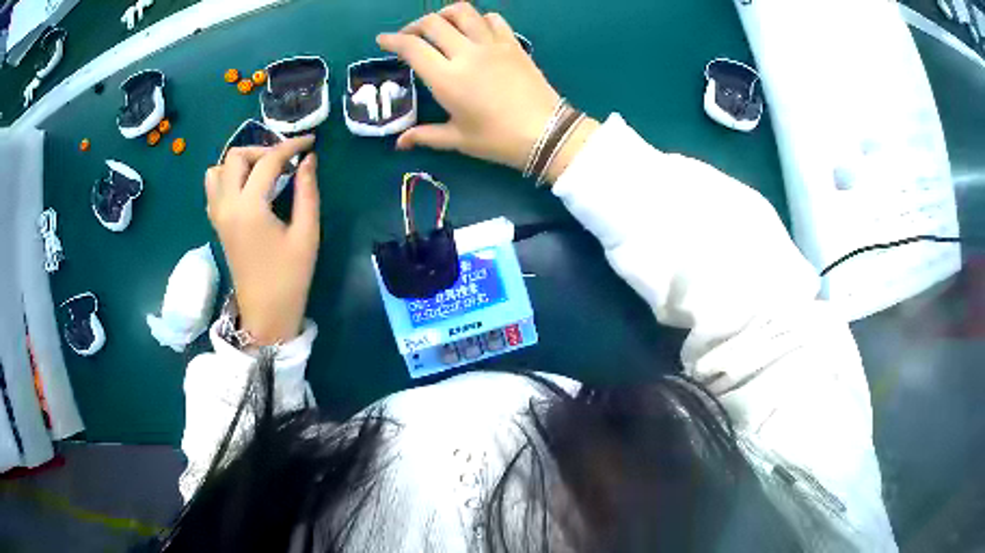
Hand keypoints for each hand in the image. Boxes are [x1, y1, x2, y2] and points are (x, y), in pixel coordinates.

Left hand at [205, 137, 319, 345]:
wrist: (265, 314)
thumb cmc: (289, 277)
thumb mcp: (306, 234)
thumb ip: (307, 191)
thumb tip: (308, 159)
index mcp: (249, 208)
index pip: (268, 162)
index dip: (291, 147)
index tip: (310, 142)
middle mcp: (227, 206)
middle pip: (235, 157)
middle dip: (262, 150)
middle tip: (285, 161)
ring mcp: (218, 215)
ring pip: (218, 170)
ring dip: (240, 162)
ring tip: (263, 171)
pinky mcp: (217, 224)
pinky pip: (214, 188)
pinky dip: (228, 178)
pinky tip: (248, 187)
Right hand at [378, 4, 597, 180]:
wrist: (546, 133)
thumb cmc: (497, 140)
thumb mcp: (458, 139)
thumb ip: (425, 135)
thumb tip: (400, 143)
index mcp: (446, 78)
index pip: (412, 47)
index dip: (392, 40)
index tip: (383, 40)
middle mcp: (466, 53)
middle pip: (432, 22)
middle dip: (414, 26)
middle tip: (409, 37)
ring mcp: (492, 44)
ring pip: (463, 12)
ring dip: (445, 14)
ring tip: (440, 26)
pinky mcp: (513, 43)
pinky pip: (493, 19)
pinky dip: (479, 19)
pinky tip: (475, 30)